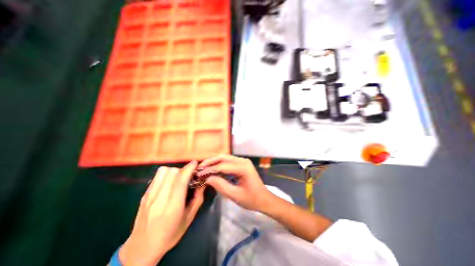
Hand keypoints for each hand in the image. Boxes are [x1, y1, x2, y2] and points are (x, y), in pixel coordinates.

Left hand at [119, 162, 203, 265]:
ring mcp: (149, 196)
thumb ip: (198, 199)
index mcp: (172, 207)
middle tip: (188, 176)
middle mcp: (159, 199)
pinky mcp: (144, 195)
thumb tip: (203, 183)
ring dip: (174, 171)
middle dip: (183, 170)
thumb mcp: (189, 218)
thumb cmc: (170, 234)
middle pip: (172, 172)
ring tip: (178, 178)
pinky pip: (156, 176)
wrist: (141, 248)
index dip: (189, 169)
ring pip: (163, 171)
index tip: (195, 163)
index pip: (180, 181)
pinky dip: (166, 174)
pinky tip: (169, 182)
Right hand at [197, 155, 270, 210]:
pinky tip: (213, 169)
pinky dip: (220, 164)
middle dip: (211, 162)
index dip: (210, 169)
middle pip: (224, 157)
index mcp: (243, 168)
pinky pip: (228, 162)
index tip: (199, 174)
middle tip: (199, 168)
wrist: (264, 199)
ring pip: (225, 158)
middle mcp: (243, 161)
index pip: (223, 166)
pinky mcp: (242, 164)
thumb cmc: (252, 199)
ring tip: (204, 168)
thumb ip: (221, 186)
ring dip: (214, 162)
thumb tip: (207, 178)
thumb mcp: (235, 195)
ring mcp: (243, 161)